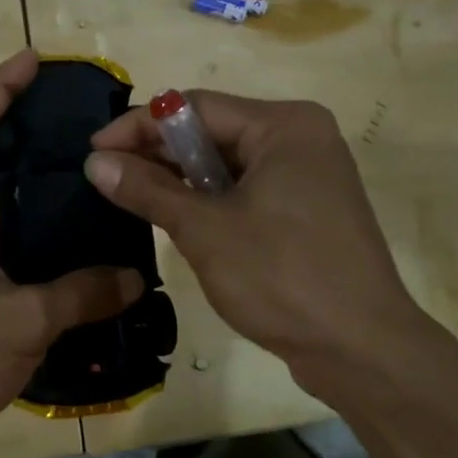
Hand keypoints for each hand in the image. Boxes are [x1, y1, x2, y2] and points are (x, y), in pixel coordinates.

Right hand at [85, 93, 432, 404]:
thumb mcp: (205, 230)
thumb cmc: (283, 277)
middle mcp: (300, 137)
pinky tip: (177, 216)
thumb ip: (148, 190)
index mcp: (284, 125)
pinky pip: (247, 188)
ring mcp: (309, 174)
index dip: (139, 126)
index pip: (194, 107)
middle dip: (158, 153)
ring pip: (228, 163)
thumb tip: (94, 161)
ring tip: (132, 196)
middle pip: (212, 131)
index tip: (93, 151)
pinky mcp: (308, 208)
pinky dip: (210, 199)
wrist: (363, 351)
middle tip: (107, 177)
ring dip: (181, 178)